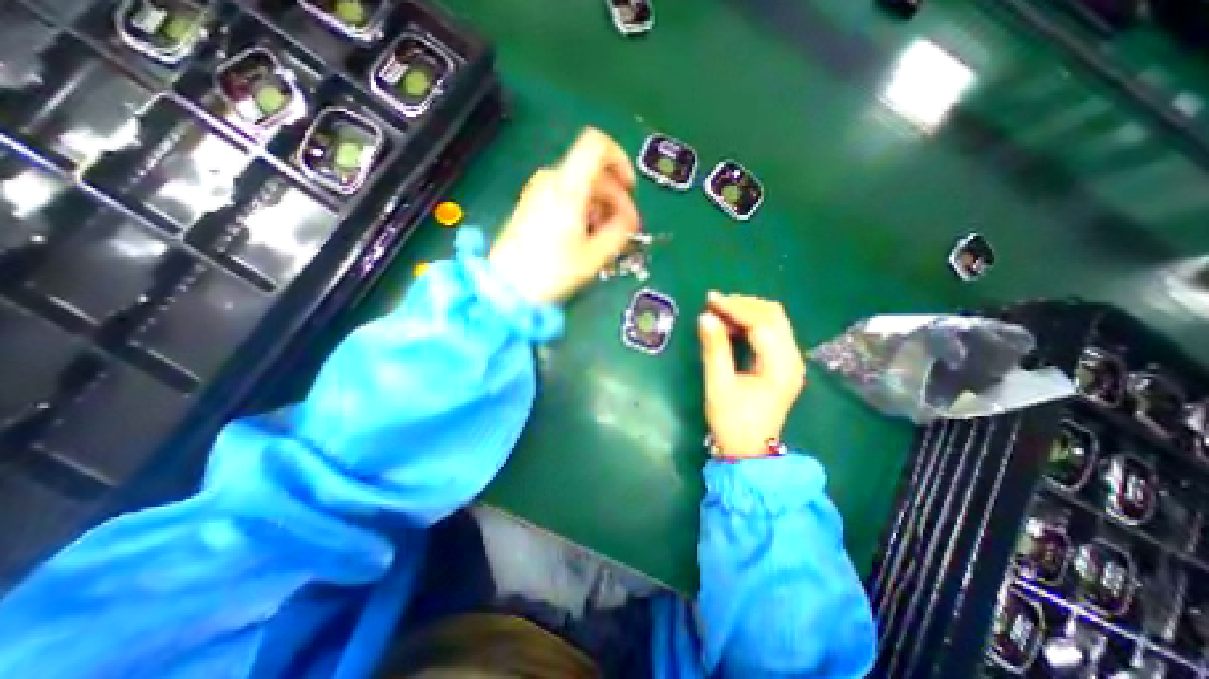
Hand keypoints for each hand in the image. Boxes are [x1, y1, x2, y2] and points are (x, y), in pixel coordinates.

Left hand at [490, 125, 641, 305]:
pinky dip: (585, 211)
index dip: (621, 161)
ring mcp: (540, 191)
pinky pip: (568, 196)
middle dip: (616, 199)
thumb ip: (619, 231)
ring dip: (601, 209)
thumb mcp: (594, 256)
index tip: (630, 190)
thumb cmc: (550, 272)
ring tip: (605, 240)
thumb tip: (629, 218)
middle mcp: (552, 179)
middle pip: (595, 173)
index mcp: (568, 187)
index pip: (598, 145)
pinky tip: (587, 237)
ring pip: (583, 187)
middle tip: (625, 230)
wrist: (507, 285)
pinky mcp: (534, 204)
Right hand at [701, 292, 800, 461]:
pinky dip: (750, 323)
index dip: (735, 308)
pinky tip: (731, 325)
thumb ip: (714, 349)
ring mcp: (791, 361)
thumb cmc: (732, 422)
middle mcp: (792, 359)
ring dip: (747, 312)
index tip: (710, 300)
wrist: (749, 452)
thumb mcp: (718, 385)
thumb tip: (705, 316)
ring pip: (774, 321)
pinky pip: (770, 332)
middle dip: (743, 305)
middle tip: (713, 303)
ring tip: (718, 312)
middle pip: (774, 316)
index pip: (762, 323)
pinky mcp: (783, 364)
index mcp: (780, 367)